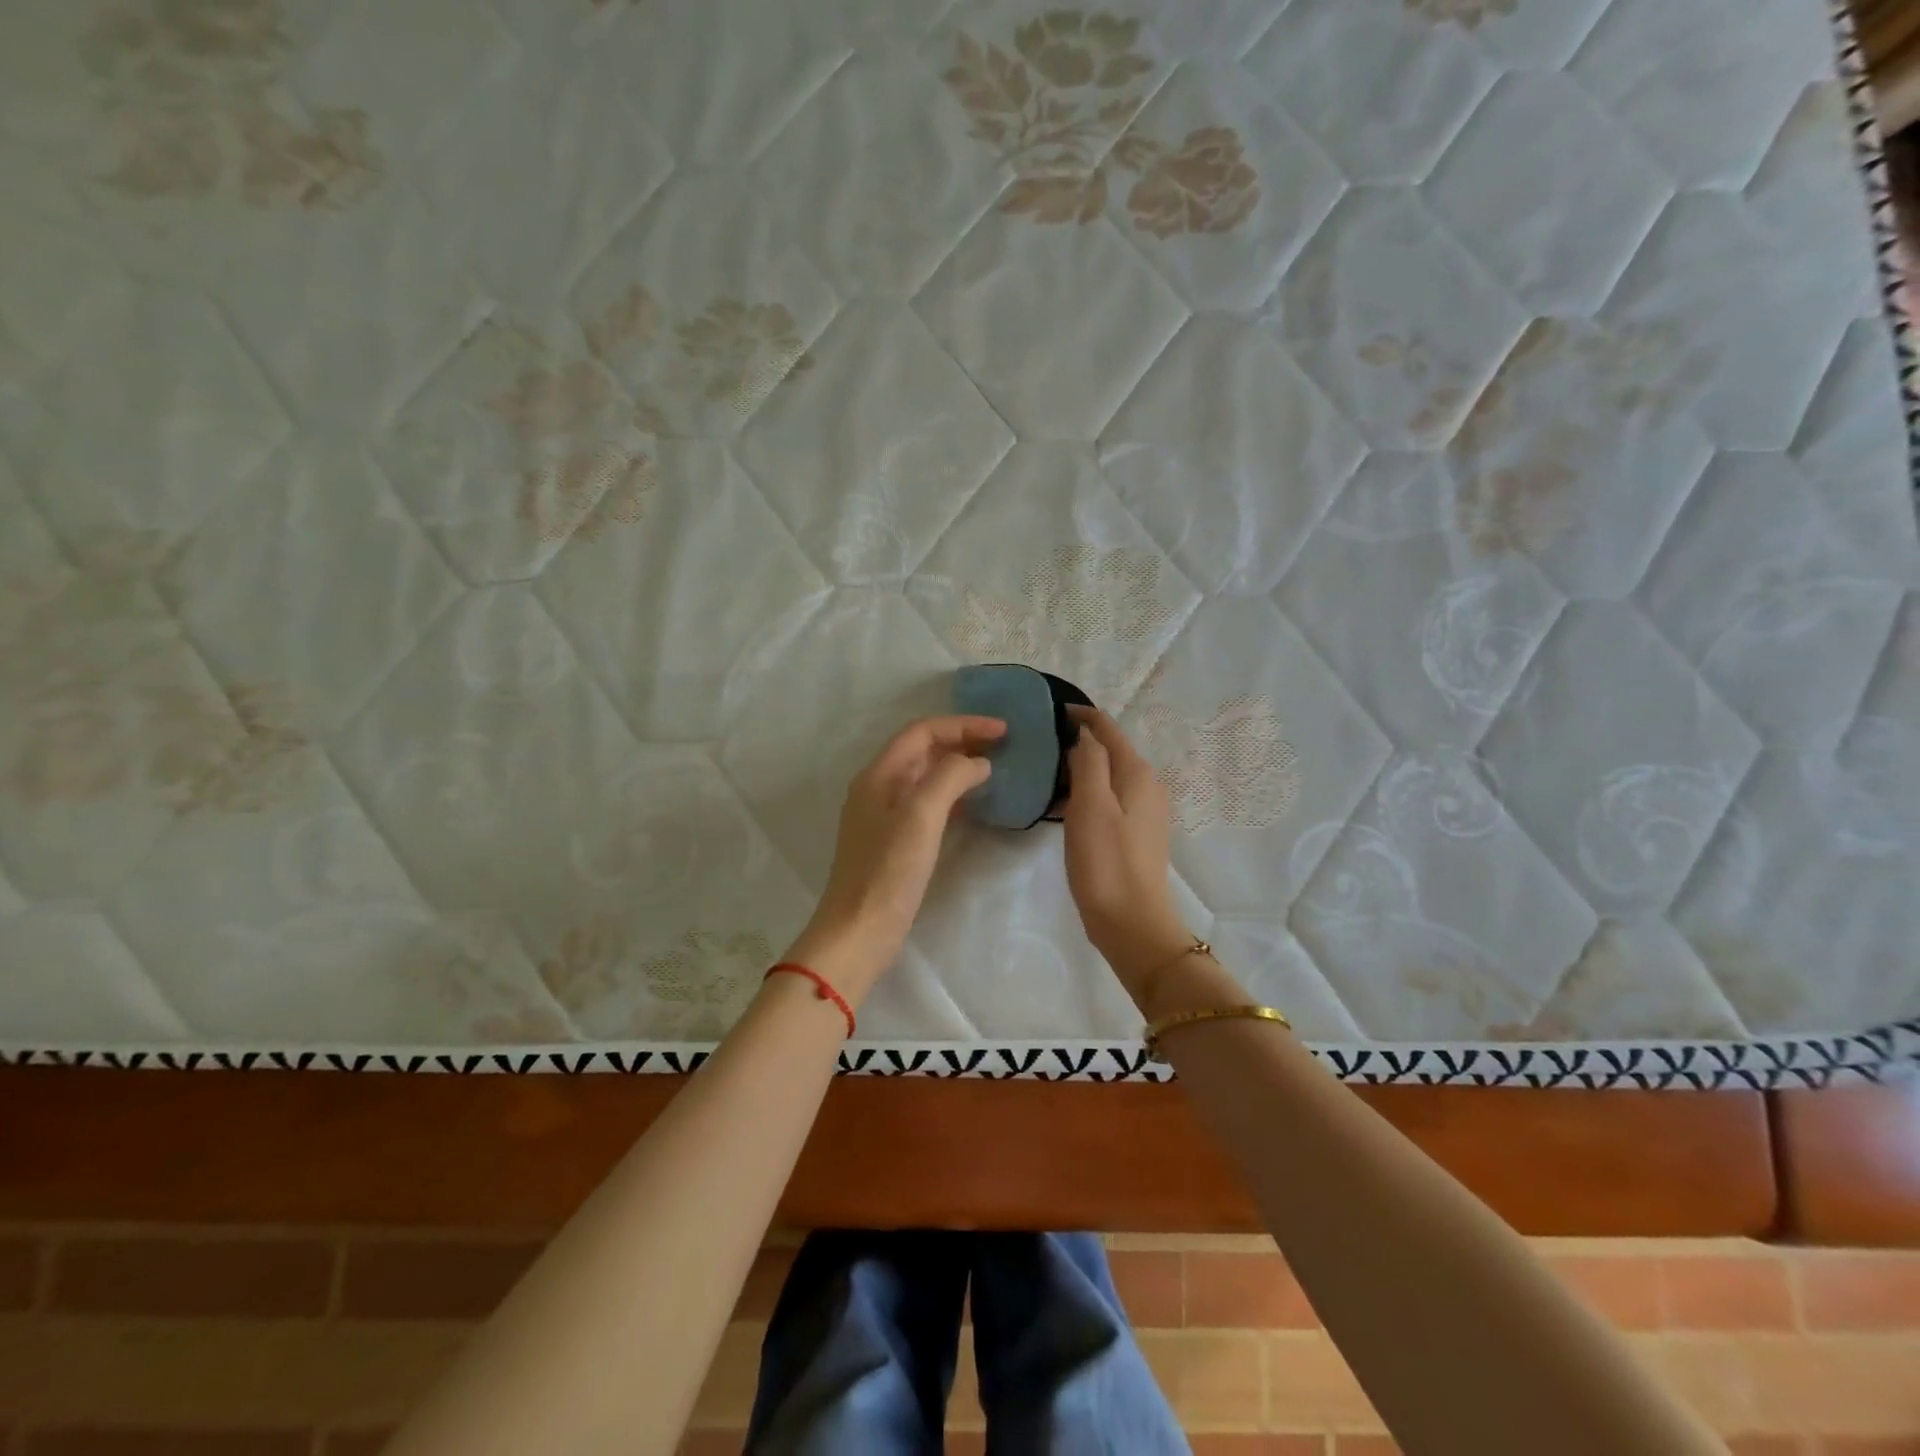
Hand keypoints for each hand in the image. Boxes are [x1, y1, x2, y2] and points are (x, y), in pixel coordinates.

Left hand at [785, 714, 1005, 1004]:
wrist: (859, 930)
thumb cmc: (889, 871)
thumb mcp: (921, 815)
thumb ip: (950, 777)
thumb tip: (978, 762)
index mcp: (879, 775)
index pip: (922, 731)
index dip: (963, 724)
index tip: (1003, 730)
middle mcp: (878, 787)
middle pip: (922, 750)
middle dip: (961, 741)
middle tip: (1003, 746)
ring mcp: (884, 815)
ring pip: (925, 776)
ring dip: (958, 766)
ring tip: (994, 768)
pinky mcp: (894, 840)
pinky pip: (927, 803)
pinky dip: (951, 794)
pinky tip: (973, 803)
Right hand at [1062, 707, 1189, 989]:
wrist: (1132, 922)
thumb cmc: (1106, 861)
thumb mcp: (1090, 805)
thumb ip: (1088, 761)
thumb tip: (1085, 735)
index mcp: (1136, 772)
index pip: (1107, 729)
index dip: (1081, 716)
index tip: (1050, 711)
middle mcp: (1147, 785)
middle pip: (1110, 750)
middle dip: (1079, 741)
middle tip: (1040, 743)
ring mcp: (1144, 811)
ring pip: (1108, 776)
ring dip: (1080, 769)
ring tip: (1045, 773)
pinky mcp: (1136, 833)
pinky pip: (1108, 799)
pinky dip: (1086, 793)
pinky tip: (1063, 807)